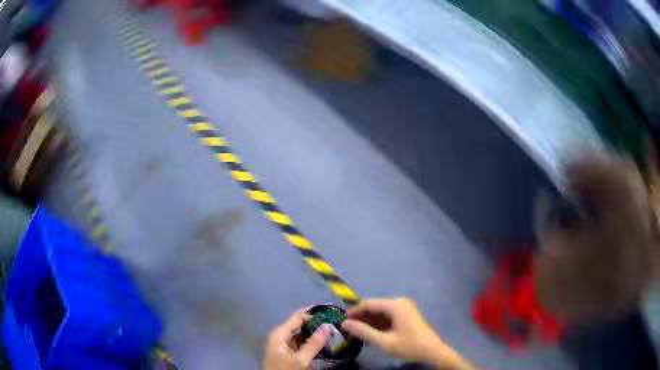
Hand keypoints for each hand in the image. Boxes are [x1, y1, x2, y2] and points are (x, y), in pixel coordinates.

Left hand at [264, 310, 330, 369]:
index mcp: (280, 333)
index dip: (314, 313)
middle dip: (316, 324)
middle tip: (335, 325)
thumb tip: (327, 325)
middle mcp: (281, 336)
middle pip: (300, 325)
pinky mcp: (288, 354)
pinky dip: (312, 343)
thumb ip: (314, 343)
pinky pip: (301, 344)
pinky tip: (324, 345)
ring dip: (315, 334)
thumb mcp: (301, 359)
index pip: (298, 316)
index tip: (331, 314)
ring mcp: (284, 345)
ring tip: (333, 334)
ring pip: (302, 335)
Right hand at [341, 298, 473, 369]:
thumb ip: (363, 332)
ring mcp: (404, 308)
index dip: (353, 312)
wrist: (432, 352)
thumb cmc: (408, 346)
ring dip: (368, 322)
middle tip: (348, 331)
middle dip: (361, 318)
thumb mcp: (383, 342)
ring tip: (358, 335)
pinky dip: (378, 324)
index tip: (342, 323)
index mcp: (395, 305)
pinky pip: (387, 316)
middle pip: (374, 307)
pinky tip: (371, 335)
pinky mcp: (406, 315)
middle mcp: (399, 302)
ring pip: (380, 312)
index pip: (368, 303)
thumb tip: (344, 324)